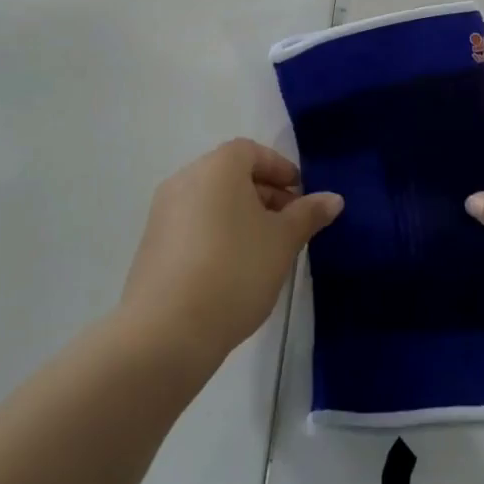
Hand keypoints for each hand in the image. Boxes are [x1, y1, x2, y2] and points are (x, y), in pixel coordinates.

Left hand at [120, 139, 342, 364]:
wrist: (166, 331)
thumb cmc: (235, 270)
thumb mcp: (283, 241)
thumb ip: (308, 214)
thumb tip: (333, 198)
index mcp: (217, 167)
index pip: (252, 152)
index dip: (280, 169)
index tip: (301, 195)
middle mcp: (185, 180)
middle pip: (231, 175)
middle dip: (264, 194)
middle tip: (290, 224)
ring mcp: (162, 214)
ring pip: (212, 202)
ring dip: (241, 216)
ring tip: (266, 250)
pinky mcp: (151, 247)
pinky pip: (193, 226)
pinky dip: (217, 234)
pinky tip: (234, 269)